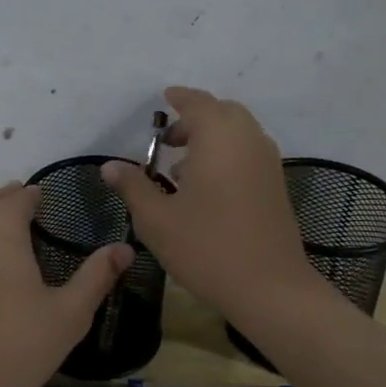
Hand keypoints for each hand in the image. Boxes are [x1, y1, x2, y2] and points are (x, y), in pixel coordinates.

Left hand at [0, 182, 133, 386]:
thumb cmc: (19, 346)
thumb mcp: (70, 313)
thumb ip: (97, 275)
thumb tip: (125, 248)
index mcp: (0, 230)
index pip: (19, 197)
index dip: (34, 196)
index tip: (47, 200)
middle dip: (7, 198)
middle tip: (26, 204)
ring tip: (2, 227)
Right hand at [102, 87, 314, 324]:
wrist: (270, 287)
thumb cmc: (207, 247)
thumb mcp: (157, 219)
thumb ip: (133, 186)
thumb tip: (109, 166)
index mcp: (219, 138)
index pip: (197, 103)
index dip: (179, 98)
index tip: (163, 99)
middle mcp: (248, 141)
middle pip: (222, 113)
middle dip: (195, 119)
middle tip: (168, 141)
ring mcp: (267, 163)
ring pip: (238, 134)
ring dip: (212, 139)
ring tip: (180, 169)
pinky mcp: (276, 186)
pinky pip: (249, 153)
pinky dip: (227, 155)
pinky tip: (205, 189)